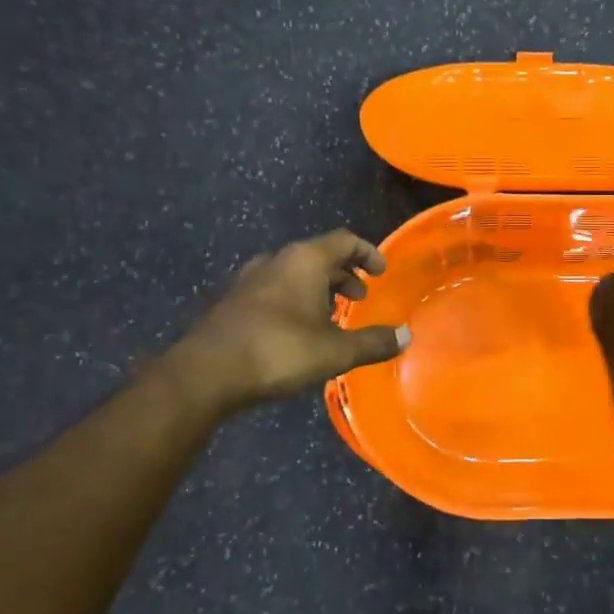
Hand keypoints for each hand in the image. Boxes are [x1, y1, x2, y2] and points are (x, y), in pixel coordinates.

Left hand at [183, 230, 408, 409]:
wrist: (206, 372)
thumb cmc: (278, 351)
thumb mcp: (335, 351)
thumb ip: (373, 342)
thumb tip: (407, 336)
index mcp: (304, 260)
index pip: (345, 240)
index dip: (368, 253)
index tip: (381, 271)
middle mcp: (277, 260)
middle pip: (319, 255)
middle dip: (344, 274)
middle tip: (360, 297)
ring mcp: (250, 279)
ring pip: (294, 273)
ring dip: (318, 287)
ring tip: (331, 314)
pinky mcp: (233, 301)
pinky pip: (274, 289)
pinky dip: (295, 299)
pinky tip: (297, 329)